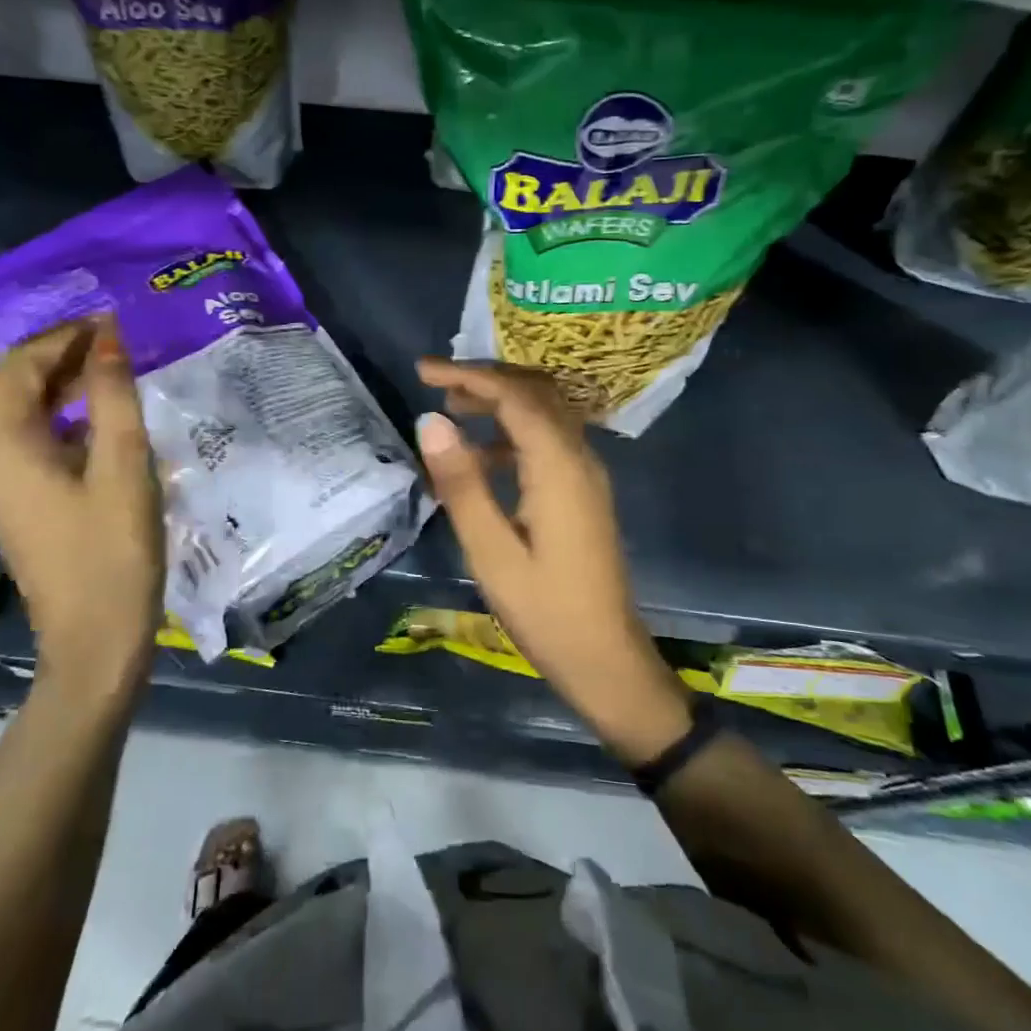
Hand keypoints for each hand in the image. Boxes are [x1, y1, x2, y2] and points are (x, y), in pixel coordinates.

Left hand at [0, 316, 163, 689]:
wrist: (95, 640)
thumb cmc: (113, 552)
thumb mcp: (123, 466)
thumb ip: (113, 396)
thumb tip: (108, 337)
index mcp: (4, 448)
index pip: (16, 367)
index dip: (60, 337)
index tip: (111, 323)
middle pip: (1, 386)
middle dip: (49, 356)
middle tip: (105, 346)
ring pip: (12, 413)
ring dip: (52, 384)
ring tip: (107, 374)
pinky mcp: (19, 503)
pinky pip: (26, 440)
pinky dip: (55, 416)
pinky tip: (99, 422)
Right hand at [415, 359, 692, 763]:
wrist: (607, 660)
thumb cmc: (545, 612)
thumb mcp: (491, 552)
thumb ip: (462, 483)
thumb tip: (430, 421)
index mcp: (559, 466)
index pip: (515, 395)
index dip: (469, 374)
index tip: (423, 370)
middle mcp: (580, 458)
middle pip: (536, 393)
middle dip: (486, 378)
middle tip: (436, 382)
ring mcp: (586, 475)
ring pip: (544, 414)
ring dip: (500, 403)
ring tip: (452, 410)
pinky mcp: (584, 493)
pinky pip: (548, 442)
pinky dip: (513, 433)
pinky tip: (482, 458)